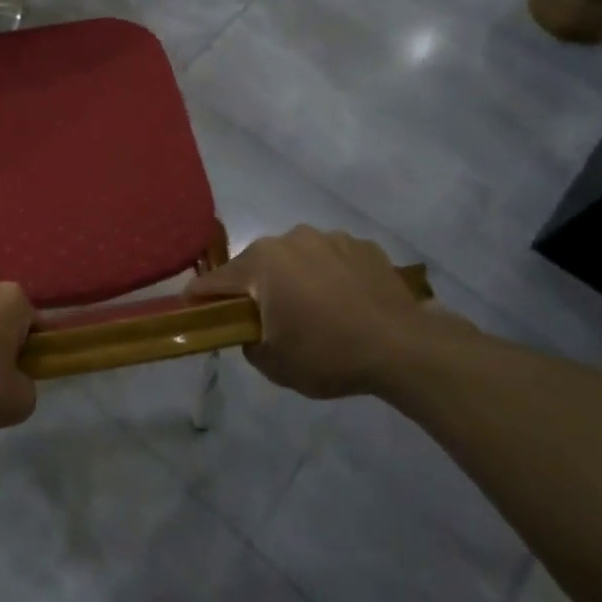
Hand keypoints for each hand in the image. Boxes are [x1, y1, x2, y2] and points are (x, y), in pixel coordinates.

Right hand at [187, 226, 474, 398]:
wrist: (406, 348)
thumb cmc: (328, 354)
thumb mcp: (273, 363)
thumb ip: (246, 340)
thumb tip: (249, 328)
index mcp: (261, 262)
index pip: (214, 281)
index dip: (200, 300)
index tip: (195, 314)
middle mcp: (290, 238)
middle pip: (257, 266)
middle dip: (255, 290)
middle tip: (267, 322)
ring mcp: (330, 238)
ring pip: (296, 260)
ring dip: (295, 280)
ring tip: (315, 313)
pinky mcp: (363, 246)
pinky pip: (331, 260)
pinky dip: (329, 277)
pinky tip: (346, 304)